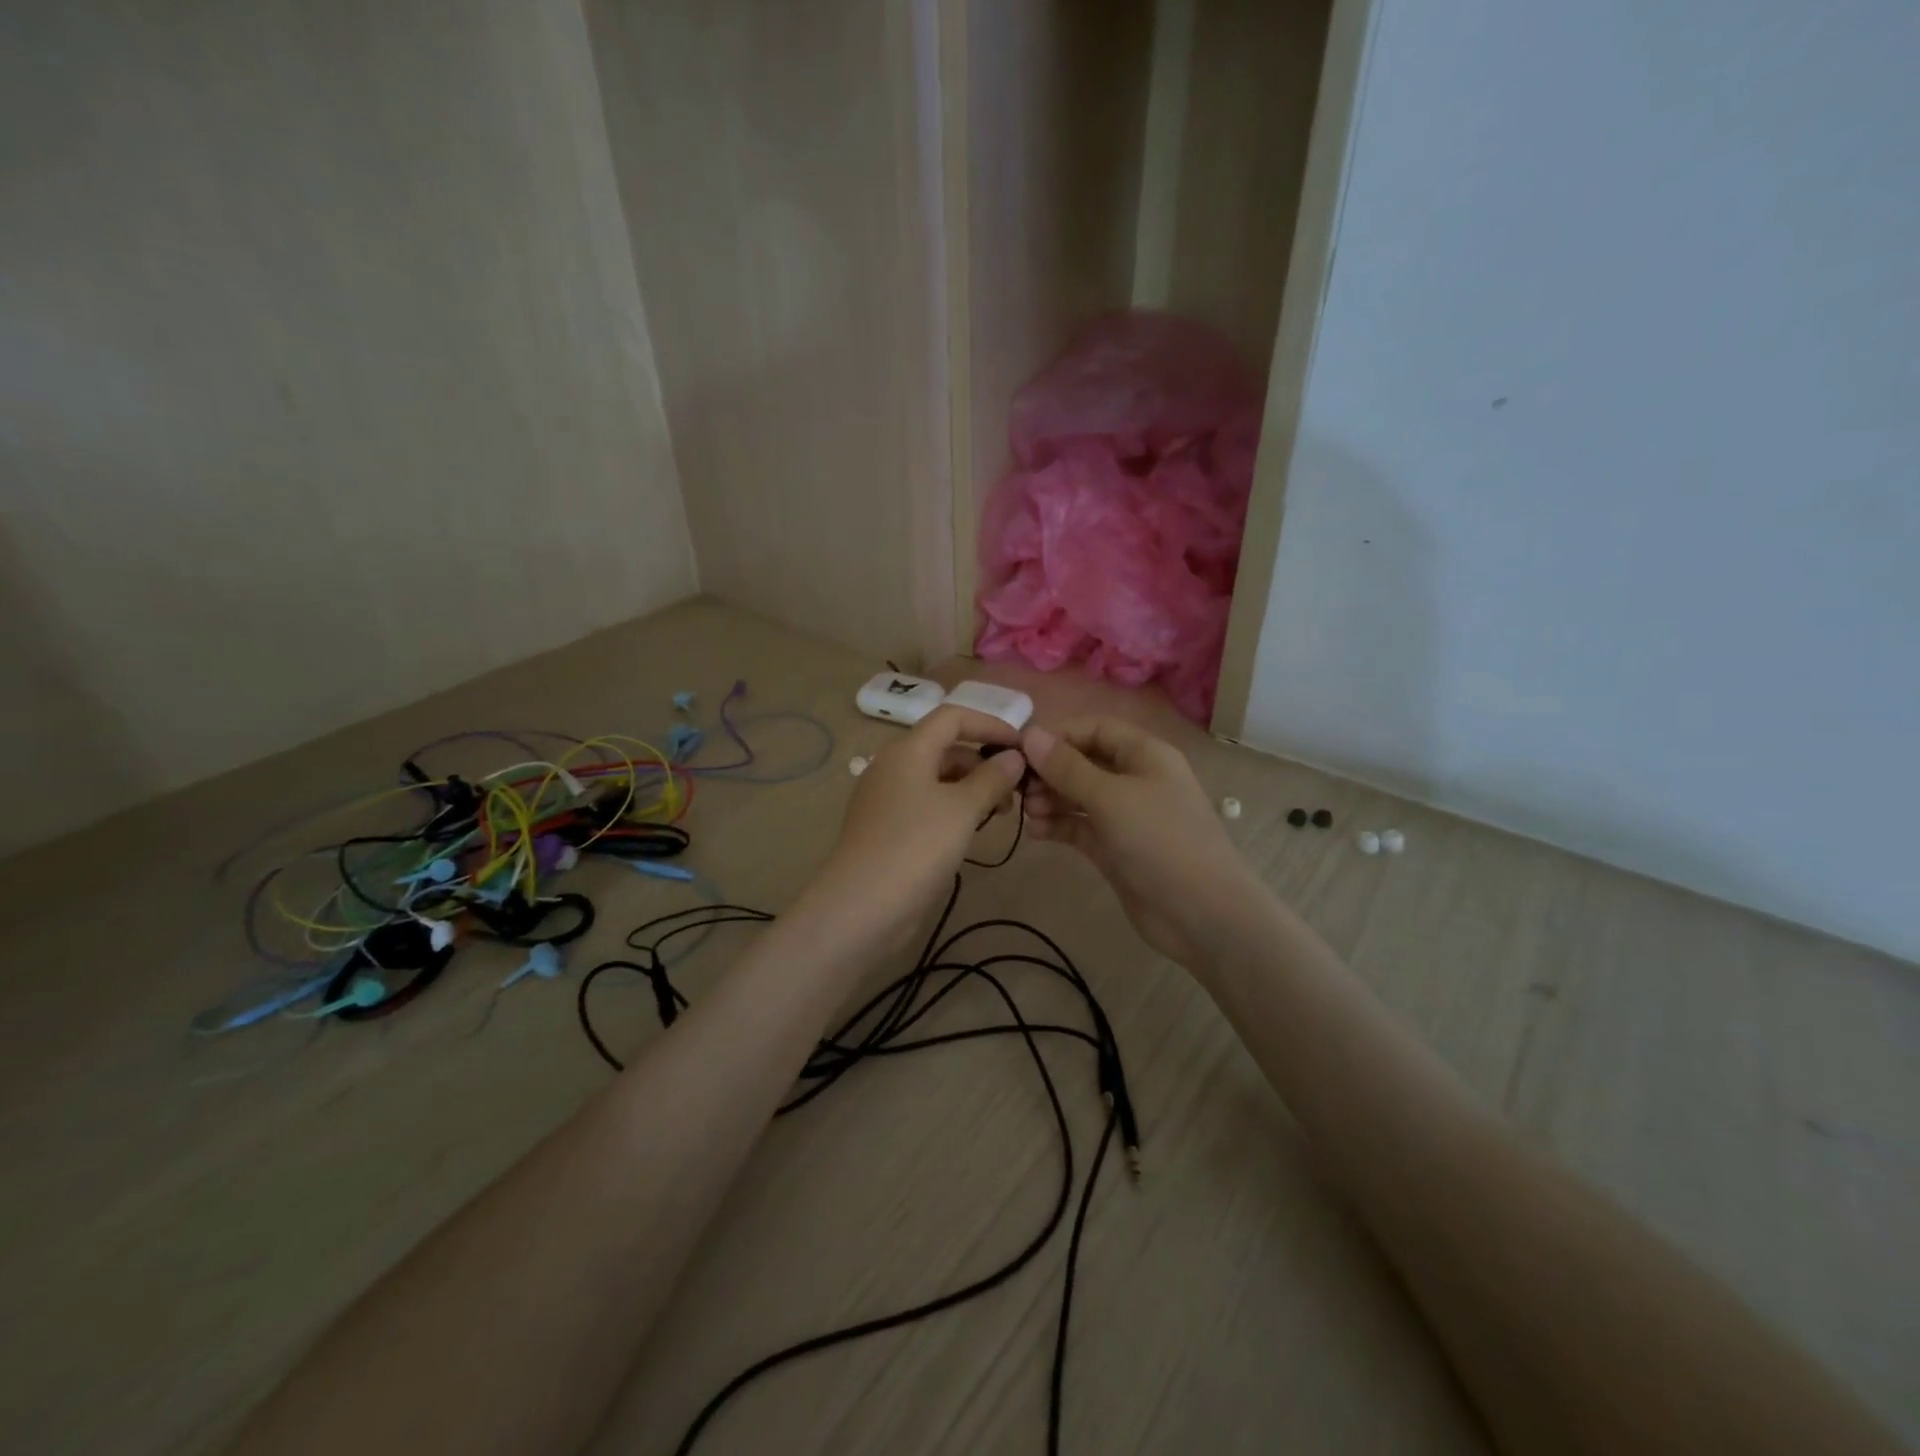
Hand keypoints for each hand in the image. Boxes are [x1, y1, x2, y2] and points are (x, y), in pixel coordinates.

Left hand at [806, 706, 1025, 951]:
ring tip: (999, 814)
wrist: (862, 906)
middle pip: (944, 747)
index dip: (990, 724)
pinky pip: (925, 804)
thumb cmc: (917, 846)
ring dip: (971, 787)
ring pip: (936, 778)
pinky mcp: (885, 828)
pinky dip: (952, 808)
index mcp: (908, 750)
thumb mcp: (963, 808)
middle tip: (1016, 790)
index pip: (953, 717)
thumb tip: (1014, 757)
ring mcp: (886, 798)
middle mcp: (892, 766)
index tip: (1023, 746)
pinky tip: (971, 831)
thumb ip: (992, 778)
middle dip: (983, 762)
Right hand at [1021, 717, 1262, 967]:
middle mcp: (1135, 779)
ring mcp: (1125, 815)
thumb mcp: (1110, 798)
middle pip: (1083, 761)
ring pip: (1078, 795)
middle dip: (1049, 771)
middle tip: (1017, 788)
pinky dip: (1058, 825)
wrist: (1202, 914)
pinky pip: (1080, 826)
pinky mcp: (1115, 847)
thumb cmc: (1160, 841)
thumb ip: (1067, 767)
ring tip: (1026, 812)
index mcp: (1144, 754)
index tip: (1020, 751)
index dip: (1058, 735)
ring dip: (1050, 799)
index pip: (1094, 729)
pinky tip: (1035, 832)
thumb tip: (1029, 734)